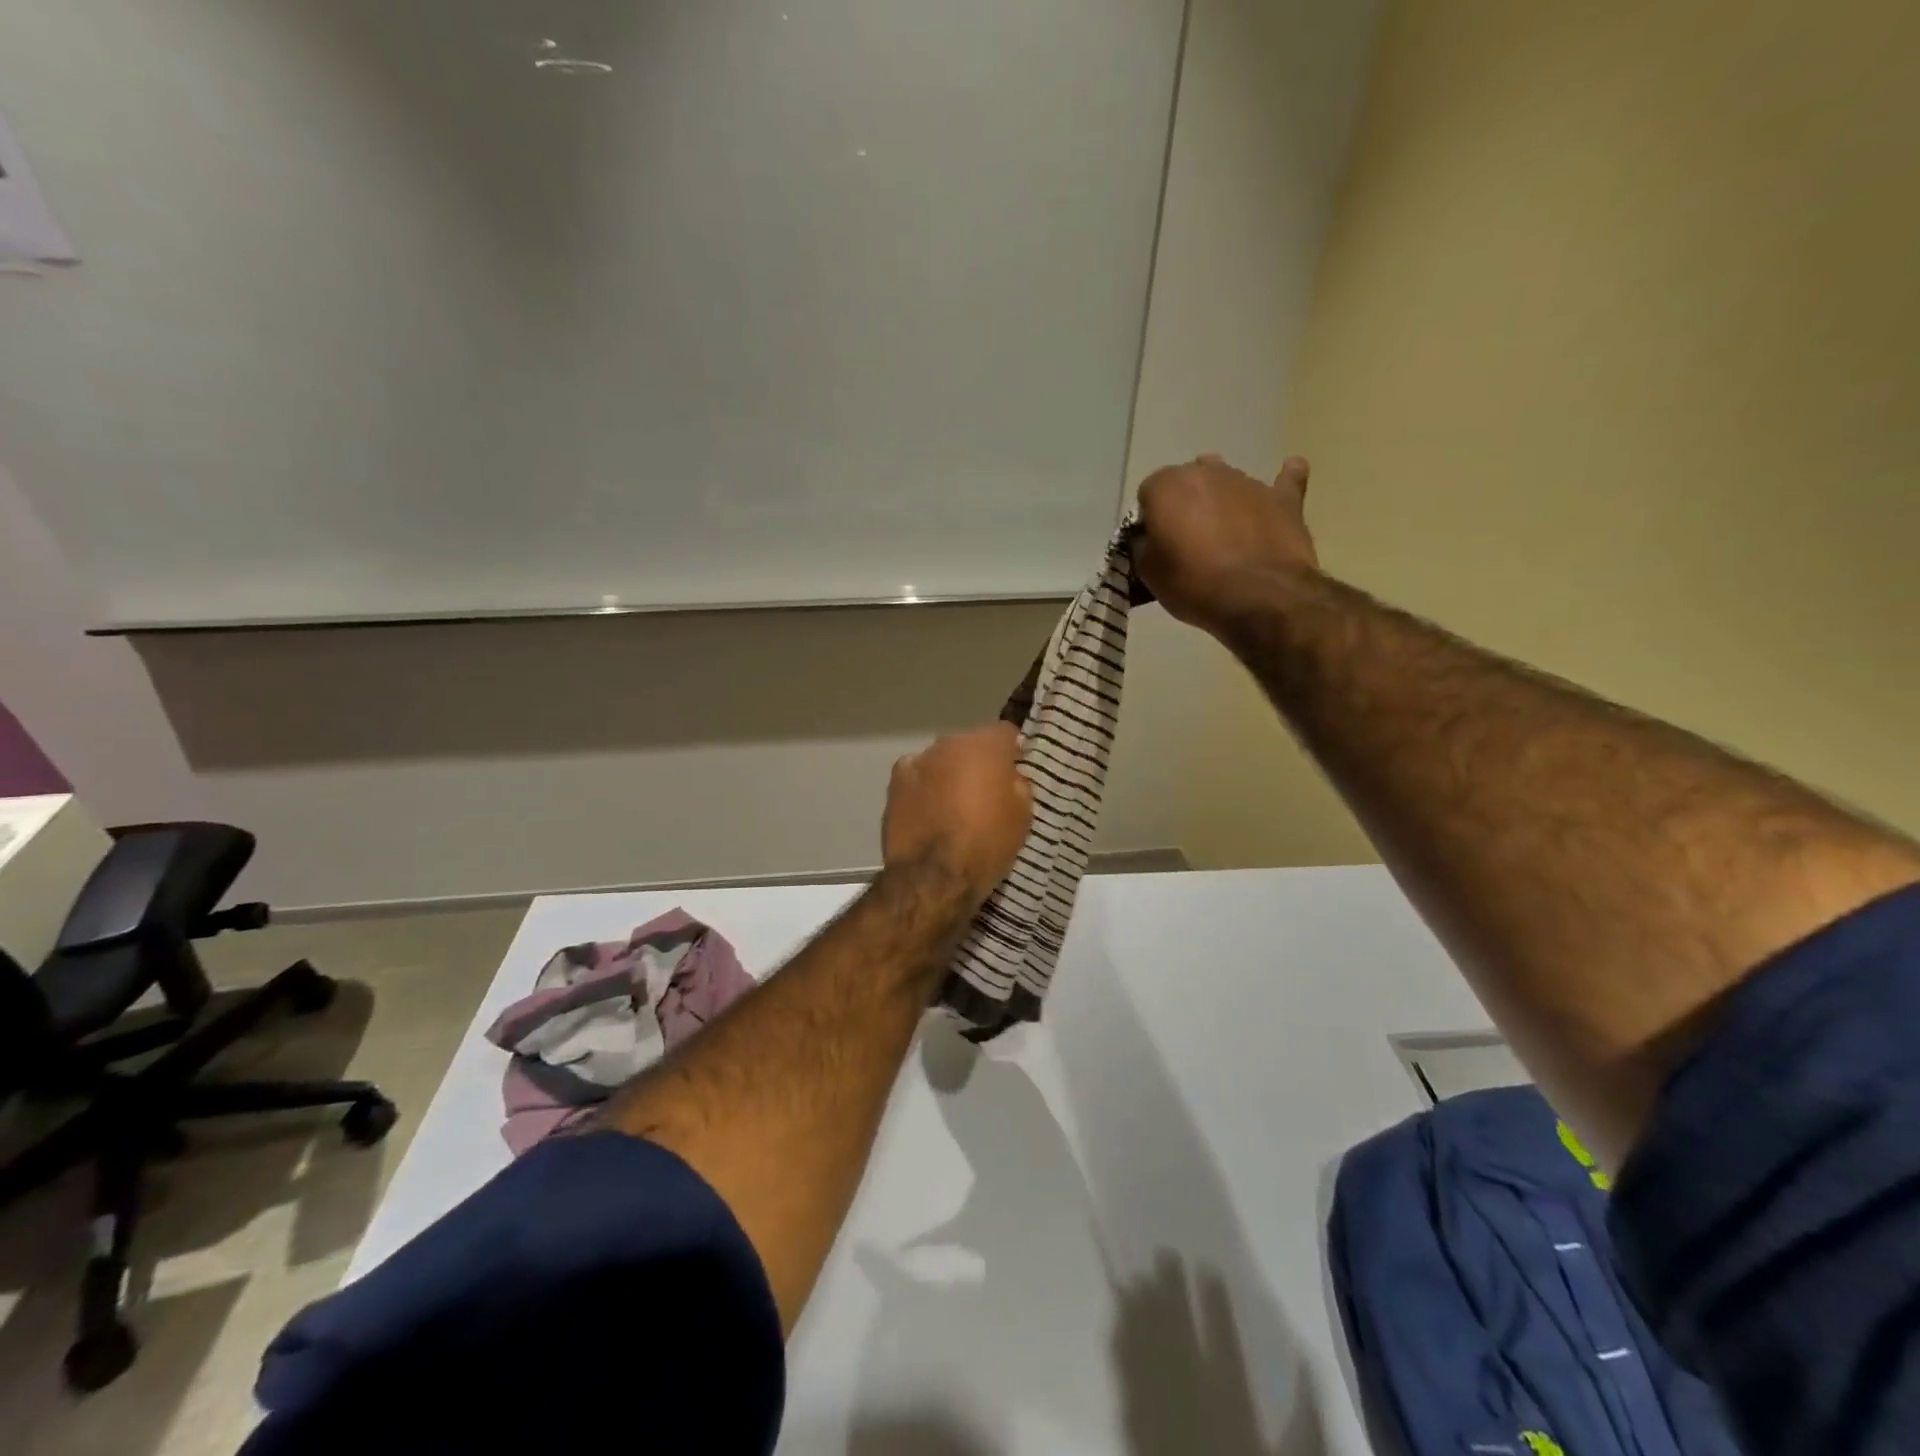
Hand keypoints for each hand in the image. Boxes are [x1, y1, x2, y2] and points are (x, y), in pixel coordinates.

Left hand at [882, 723, 1033, 909]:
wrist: (933, 877)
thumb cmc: (987, 844)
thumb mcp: (1023, 814)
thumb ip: (1017, 783)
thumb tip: (1008, 775)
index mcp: (984, 745)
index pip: (1006, 733)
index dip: (1013, 752)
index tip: (1015, 772)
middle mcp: (948, 743)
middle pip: (970, 746)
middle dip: (977, 763)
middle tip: (985, 794)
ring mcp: (917, 761)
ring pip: (941, 761)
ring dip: (948, 775)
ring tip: (952, 807)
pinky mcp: (894, 783)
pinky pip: (917, 777)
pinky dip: (923, 788)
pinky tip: (927, 812)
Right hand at [1134, 455, 1317, 635]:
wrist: (1259, 597)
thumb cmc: (1193, 584)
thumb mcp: (1148, 571)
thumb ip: (1143, 544)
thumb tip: (1149, 537)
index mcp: (1168, 485)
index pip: (1149, 493)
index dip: (1151, 519)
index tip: (1156, 545)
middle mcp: (1207, 472)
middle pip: (1189, 481)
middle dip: (1185, 504)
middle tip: (1187, 540)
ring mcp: (1248, 482)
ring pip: (1227, 481)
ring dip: (1221, 500)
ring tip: (1223, 531)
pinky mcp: (1284, 498)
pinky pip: (1285, 480)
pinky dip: (1283, 480)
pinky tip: (1288, 474)